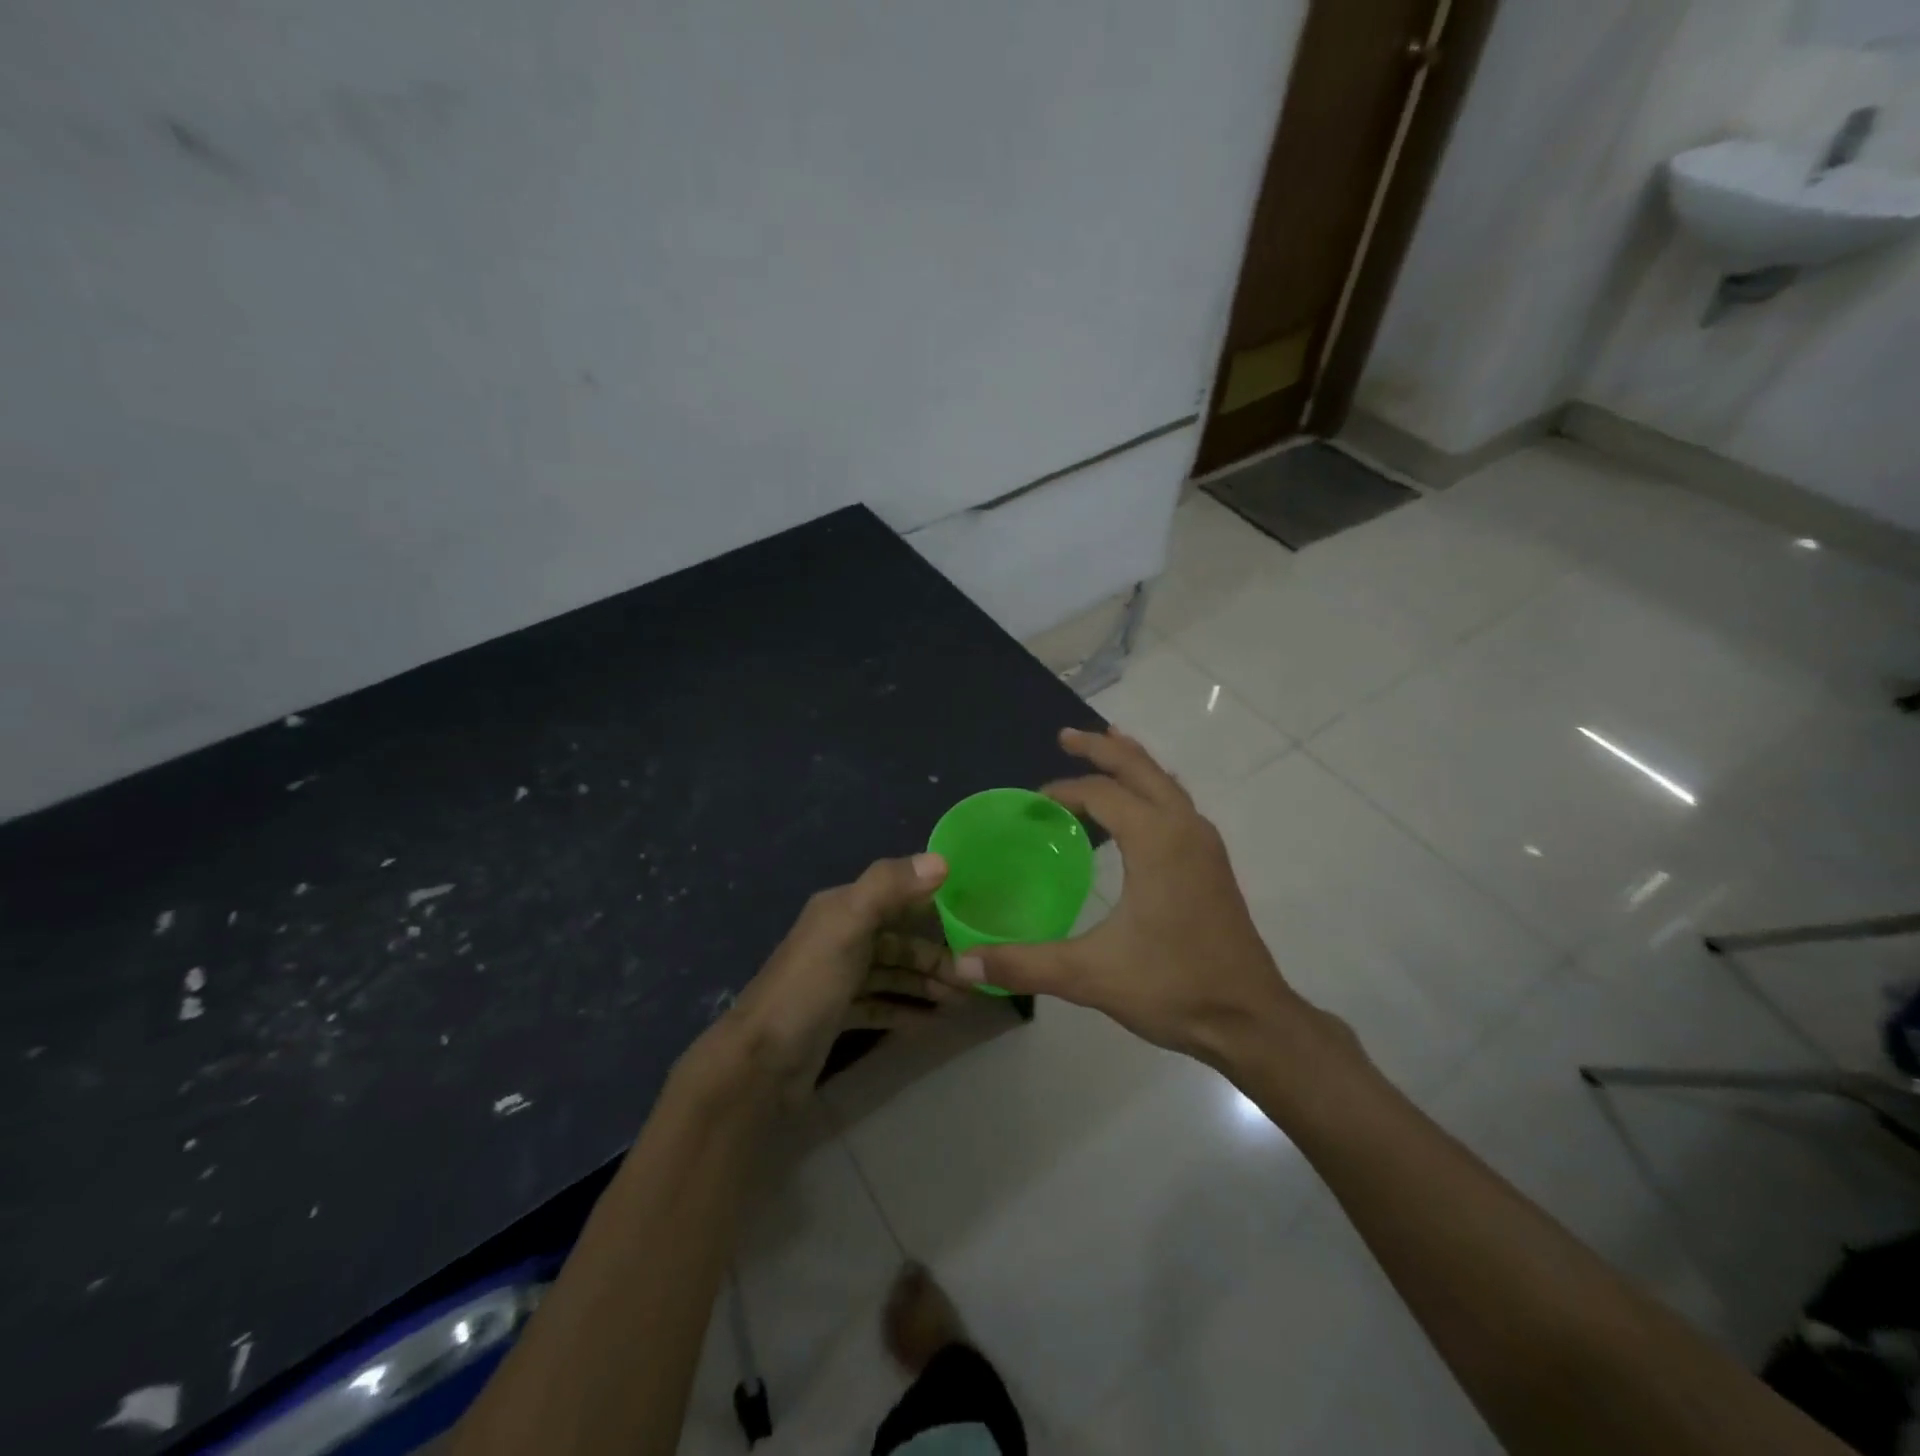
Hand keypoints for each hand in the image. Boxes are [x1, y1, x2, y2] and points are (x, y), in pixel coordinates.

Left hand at [717, 853, 958, 1095]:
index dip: (935, 904)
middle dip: (937, 956)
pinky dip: (906, 1010)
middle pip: (899, 940)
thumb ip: (889, 887)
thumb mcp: (848, 926)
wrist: (759, 1063)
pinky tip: (932, 1024)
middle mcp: (840, 937)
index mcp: (841, 908)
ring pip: (893, 974)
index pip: (897, 896)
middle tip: (975, 979)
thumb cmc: (809, 986)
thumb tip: (942, 860)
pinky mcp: (836, 1015)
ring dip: (926, 984)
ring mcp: (837, 978)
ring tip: (962, 1002)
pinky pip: (880, 1005)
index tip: (976, 920)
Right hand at [946, 728, 1329, 1068]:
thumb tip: (962, 962)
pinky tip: (1138, 806)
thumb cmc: (1173, 987)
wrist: (1250, 1019)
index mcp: (1156, 840)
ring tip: (1105, 745)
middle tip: (1066, 736)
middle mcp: (1184, 828)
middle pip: (1140, 768)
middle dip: (1101, 748)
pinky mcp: (1212, 863)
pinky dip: (1151, 787)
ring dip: (1132, 762)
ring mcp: (1204, 844)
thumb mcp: (1090, 976)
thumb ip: (1023, 964)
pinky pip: (1177, 803)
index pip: (1102, 793)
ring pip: (1164, 782)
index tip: (1033, 803)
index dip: (1064, 790)